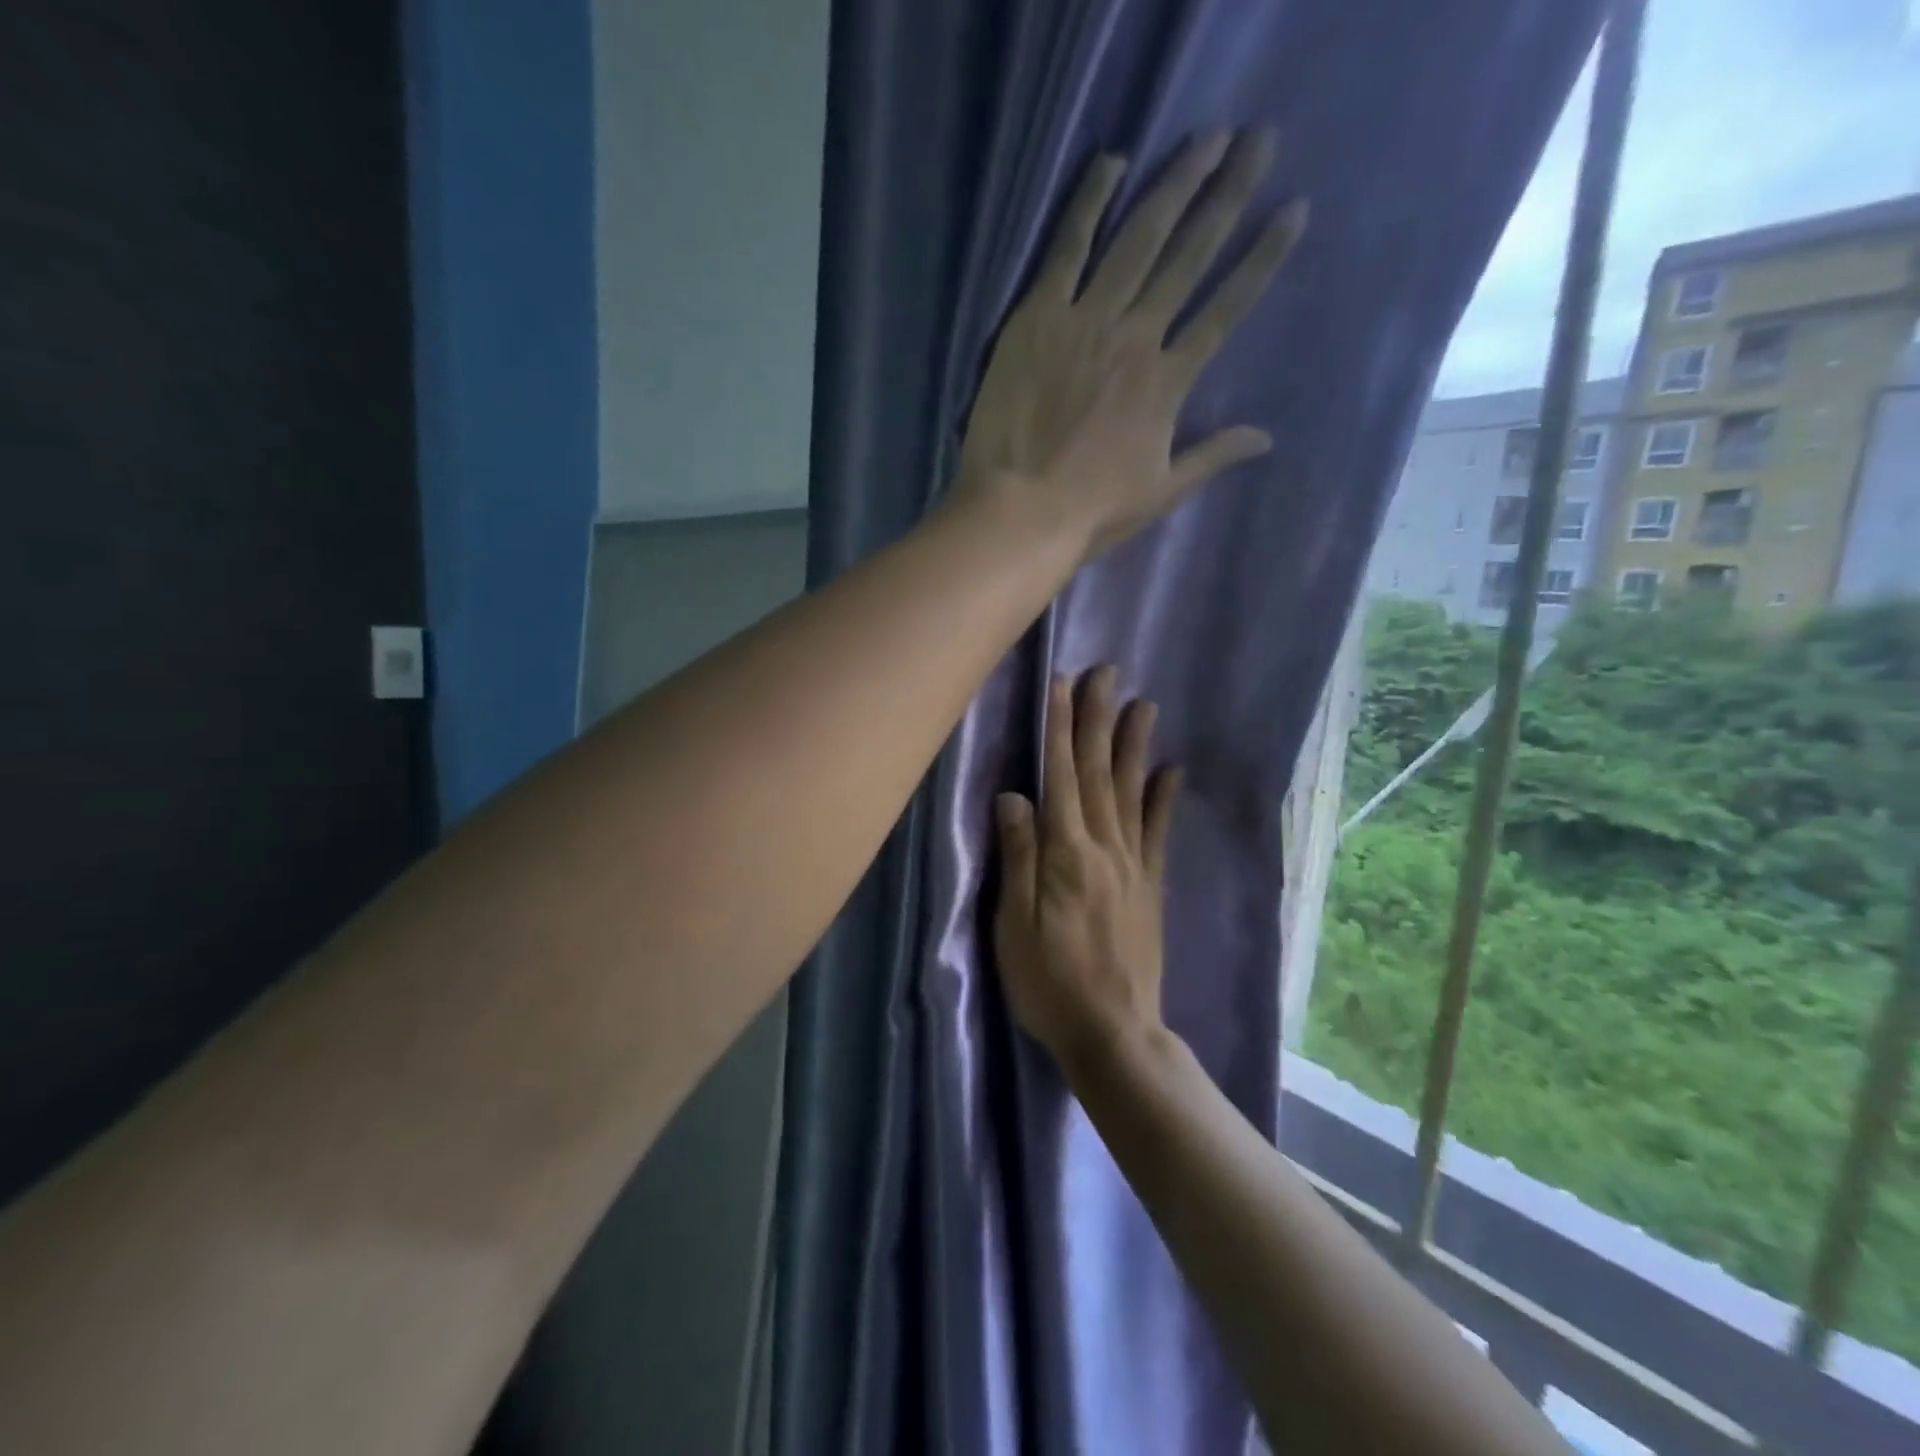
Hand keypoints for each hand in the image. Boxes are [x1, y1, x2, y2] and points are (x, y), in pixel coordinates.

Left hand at [956, 129, 1307, 560]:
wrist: (1020, 511)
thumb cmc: (1091, 511)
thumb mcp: (1161, 492)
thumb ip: (1213, 456)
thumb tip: (1267, 438)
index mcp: (1168, 382)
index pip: (1225, 310)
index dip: (1261, 260)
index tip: (1292, 211)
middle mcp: (1136, 337)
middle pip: (1189, 257)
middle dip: (1228, 197)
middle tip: (1259, 141)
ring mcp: (1086, 321)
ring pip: (1138, 240)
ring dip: (1174, 186)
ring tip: (1207, 140)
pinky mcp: (1037, 317)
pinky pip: (1066, 250)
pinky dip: (1088, 205)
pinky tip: (1111, 163)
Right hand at [992, 667, 1181, 1079]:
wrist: (1113, 1032)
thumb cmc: (1049, 982)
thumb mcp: (1014, 925)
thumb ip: (1018, 857)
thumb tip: (1013, 796)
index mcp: (1065, 853)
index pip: (1059, 775)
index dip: (1059, 727)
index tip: (1062, 683)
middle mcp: (1103, 846)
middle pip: (1098, 771)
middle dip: (1098, 718)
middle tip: (1106, 672)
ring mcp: (1133, 864)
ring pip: (1131, 791)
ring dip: (1134, 744)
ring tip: (1143, 703)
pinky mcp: (1150, 885)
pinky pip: (1159, 832)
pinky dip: (1165, 797)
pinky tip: (1172, 770)